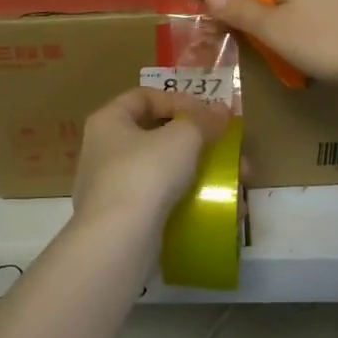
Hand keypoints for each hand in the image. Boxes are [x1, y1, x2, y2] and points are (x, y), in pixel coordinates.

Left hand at [71, 87, 230, 228]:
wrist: (118, 241)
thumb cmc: (146, 173)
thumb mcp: (183, 138)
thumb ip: (204, 120)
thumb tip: (220, 110)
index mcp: (108, 121)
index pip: (144, 96)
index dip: (179, 99)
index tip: (208, 114)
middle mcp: (103, 150)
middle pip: (156, 135)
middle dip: (198, 142)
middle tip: (228, 150)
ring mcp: (110, 188)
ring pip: (162, 171)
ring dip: (199, 172)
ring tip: (234, 183)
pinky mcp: (122, 220)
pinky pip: (160, 201)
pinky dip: (188, 200)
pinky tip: (217, 209)